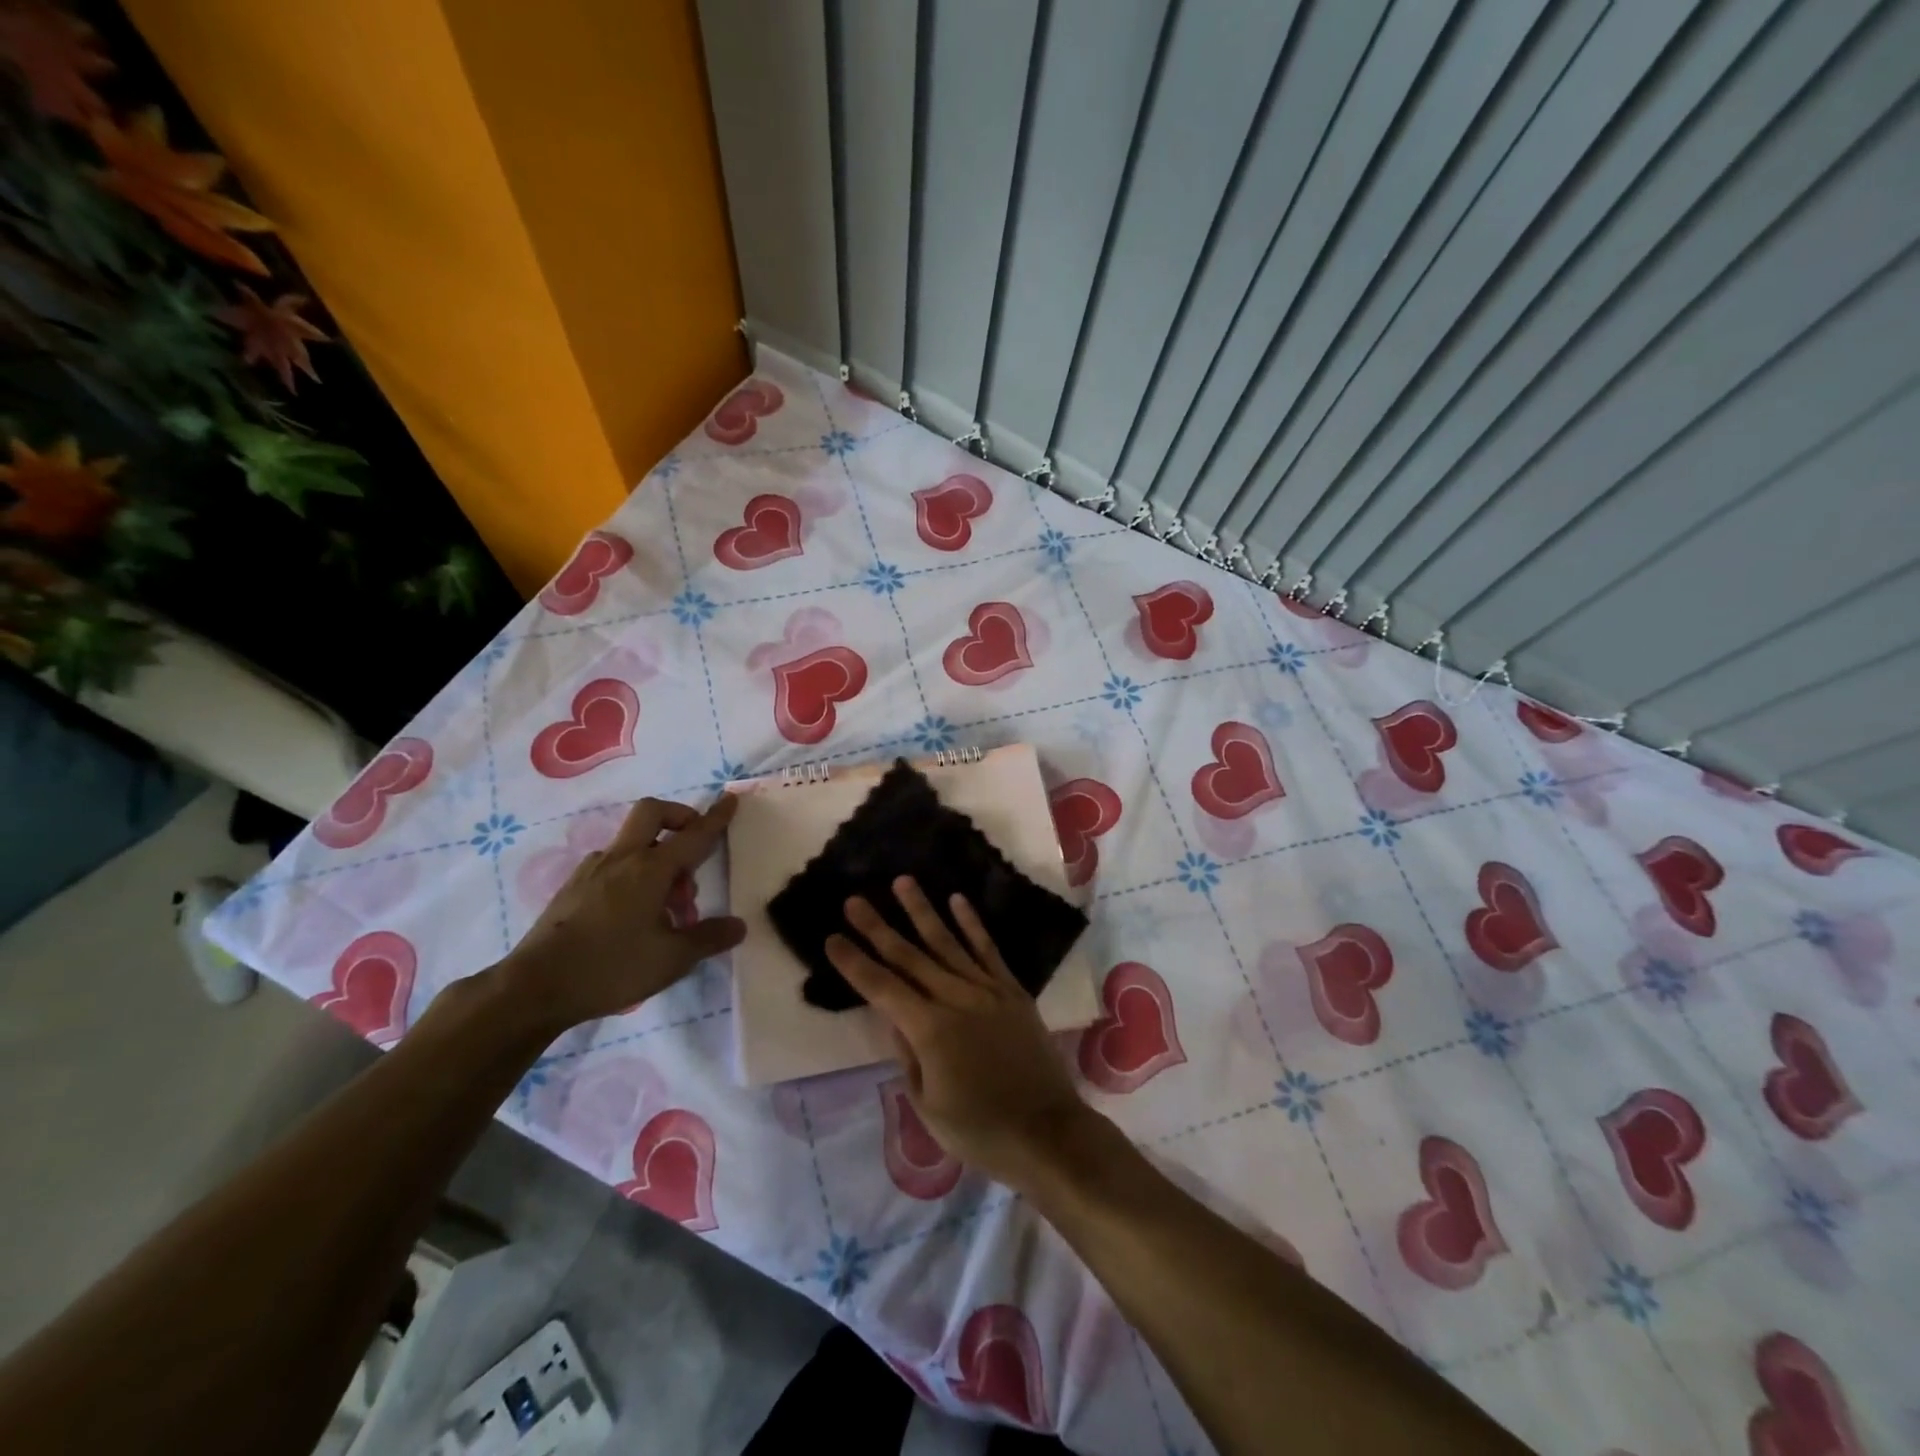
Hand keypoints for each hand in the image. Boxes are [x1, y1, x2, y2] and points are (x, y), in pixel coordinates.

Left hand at [499, 795, 745, 1032]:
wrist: (534, 988)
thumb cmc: (612, 967)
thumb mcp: (672, 959)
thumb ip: (709, 938)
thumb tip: (738, 925)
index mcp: (651, 869)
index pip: (693, 835)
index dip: (716, 817)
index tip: (730, 799)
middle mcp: (622, 859)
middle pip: (652, 813)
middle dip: (679, 817)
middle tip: (693, 847)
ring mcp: (593, 870)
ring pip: (633, 842)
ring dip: (657, 855)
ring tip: (668, 904)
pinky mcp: (573, 888)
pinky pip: (613, 864)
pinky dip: (633, 873)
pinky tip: (635, 912)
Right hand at [826, 877, 1094, 1187]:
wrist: (1047, 1132)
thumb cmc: (980, 1130)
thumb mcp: (928, 1105)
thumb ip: (908, 1057)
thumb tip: (894, 1019)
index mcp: (929, 1030)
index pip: (882, 988)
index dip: (855, 963)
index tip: (832, 938)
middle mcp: (956, 999)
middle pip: (909, 957)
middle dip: (878, 928)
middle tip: (854, 900)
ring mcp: (987, 990)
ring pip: (947, 942)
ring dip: (922, 911)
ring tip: (903, 882)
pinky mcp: (1012, 991)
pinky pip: (988, 950)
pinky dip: (972, 924)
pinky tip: (958, 901)